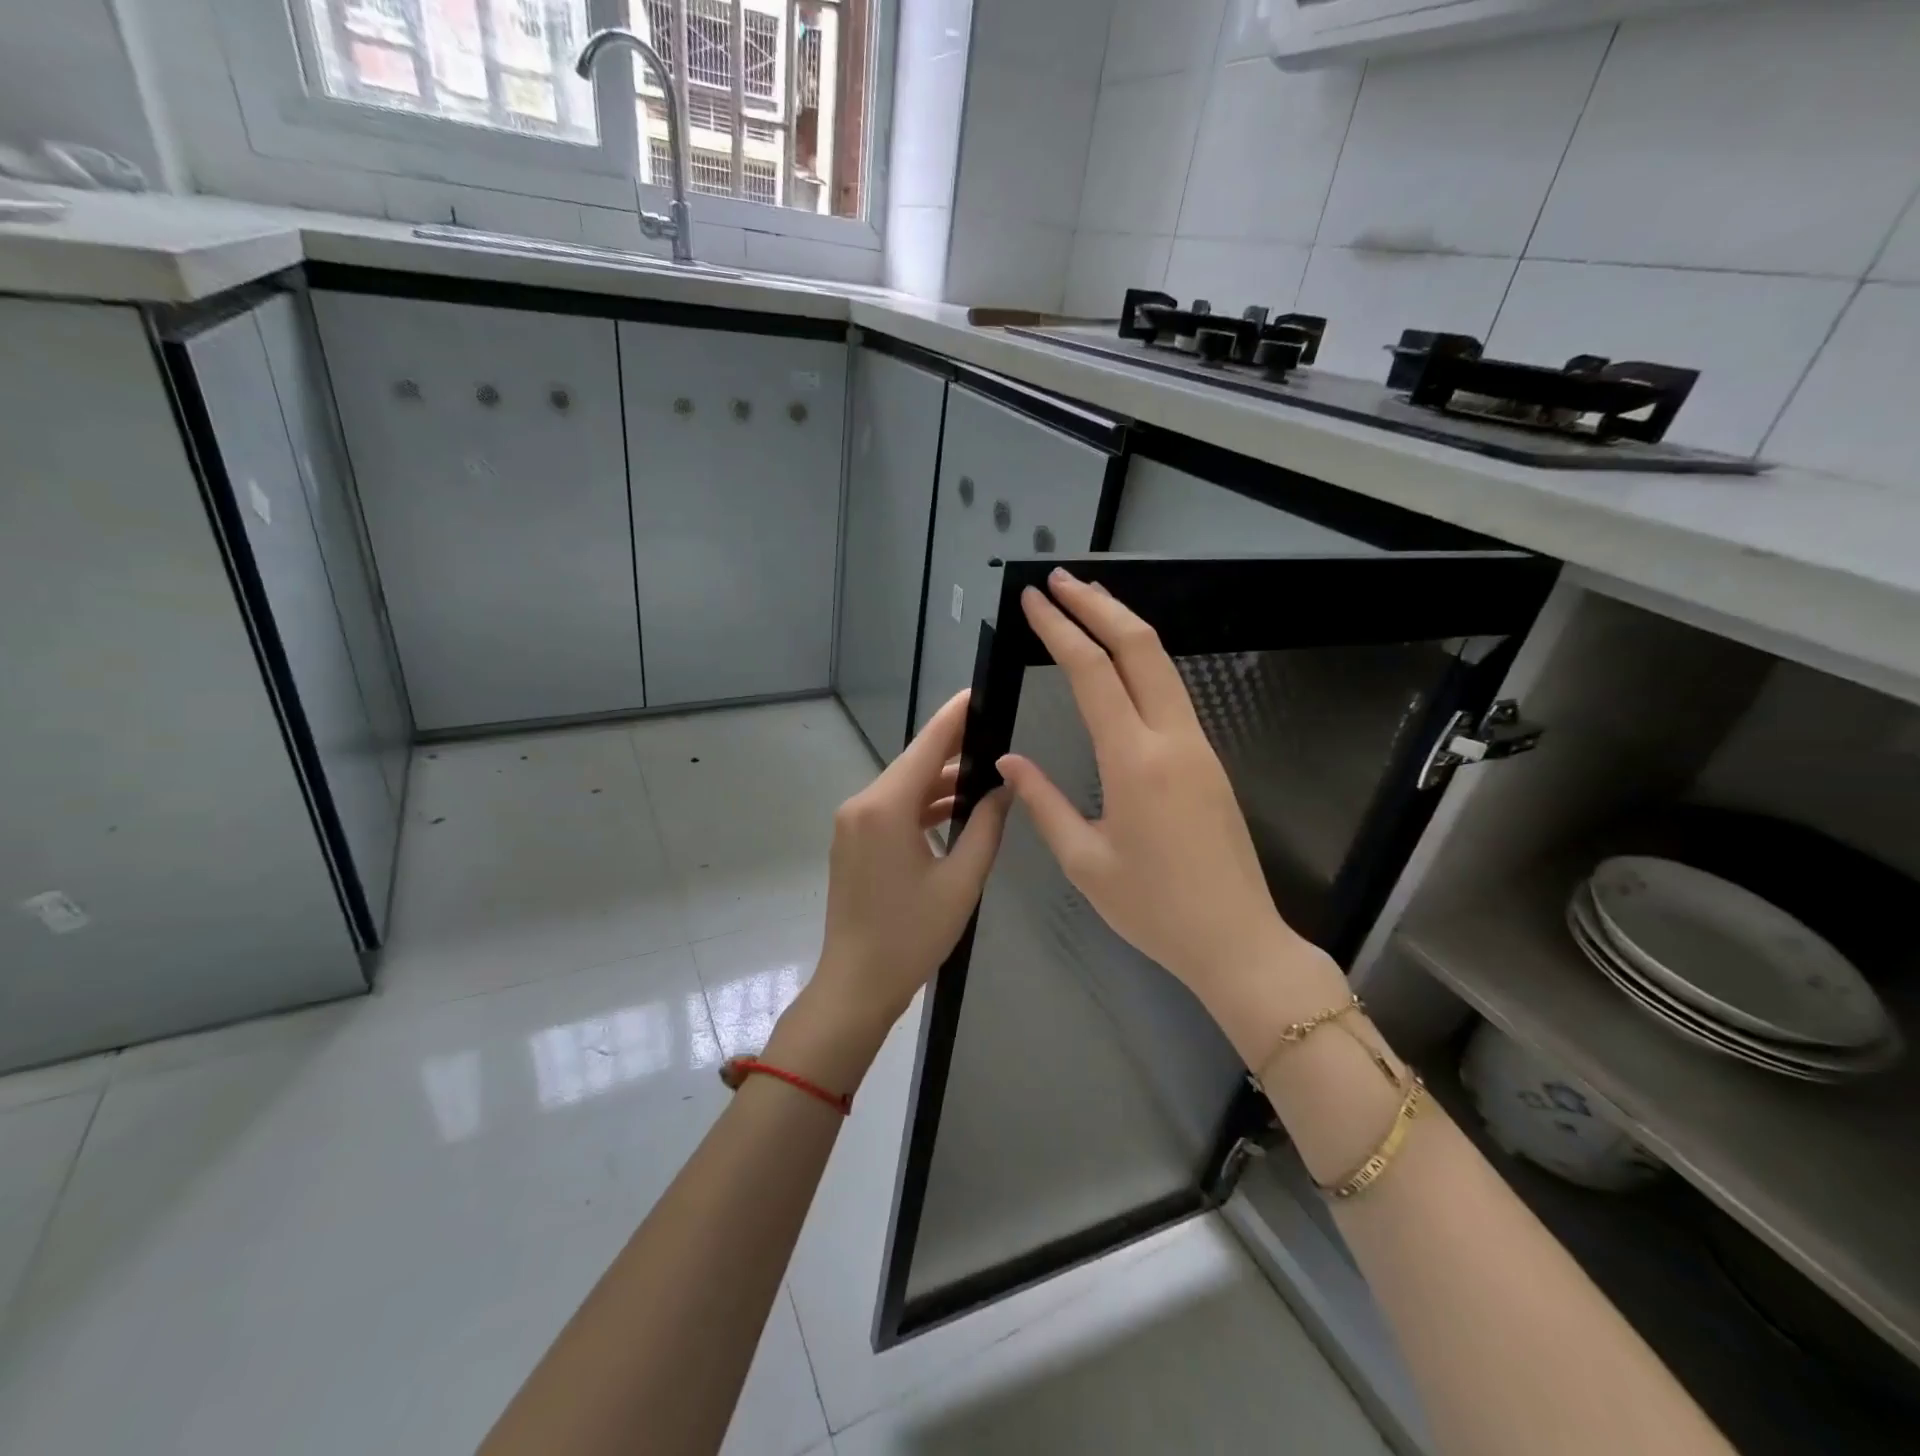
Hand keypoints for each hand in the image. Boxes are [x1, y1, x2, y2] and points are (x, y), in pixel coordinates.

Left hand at [805, 691, 1011, 1044]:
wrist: (856, 984)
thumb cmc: (912, 936)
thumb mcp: (961, 880)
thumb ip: (987, 827)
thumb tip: (1005, 787)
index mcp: (885, 808)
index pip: (926, 746)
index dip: (955, 717)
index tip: (979, 692)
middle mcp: (862, 805)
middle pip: (914, 764)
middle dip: (954, 750)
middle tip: (997, 735)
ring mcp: (852, 824)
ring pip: (904, 788)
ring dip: (940, 783)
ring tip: (986, 774)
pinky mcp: (853, 842)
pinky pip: (892, 809)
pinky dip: (922, 806)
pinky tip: (956, 809)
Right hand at [997, 570, 1344, 1060]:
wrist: (1237, 940)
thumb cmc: (1153, 909)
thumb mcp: (1085, 862)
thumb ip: (1043, 803)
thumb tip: (1010, 762)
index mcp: (1134, 761)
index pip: (1092, 673)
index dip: (1059, 630)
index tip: (1033, 600)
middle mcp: (1171, 738)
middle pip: (1139, 647)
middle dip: (1098, 605)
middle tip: (1059, 580)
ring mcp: (1198, 744)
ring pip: (1162, 663)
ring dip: (1124, 625)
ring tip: (1087, 603)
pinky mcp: (1208, 759)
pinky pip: (1172, 691)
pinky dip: (1142, 660)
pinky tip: (1121, 661)